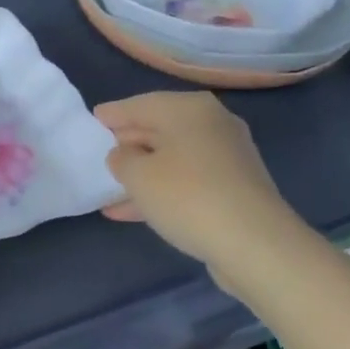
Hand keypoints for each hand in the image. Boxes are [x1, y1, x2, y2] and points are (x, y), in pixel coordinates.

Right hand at [96, 91, 306, 292]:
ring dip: (143, 173)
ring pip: (173, 158)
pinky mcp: (235, 187)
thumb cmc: (188, 196)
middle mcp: (211, 123)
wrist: (256, 244)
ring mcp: (227, 156)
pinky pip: (188, 181)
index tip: (93, 119)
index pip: (140, 104)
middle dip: (129, 143)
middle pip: (160, 128)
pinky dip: (163, 190)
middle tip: (102, 152)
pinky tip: (134, 211)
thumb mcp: (138, 175)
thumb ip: (121, 159)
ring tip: (110, 189)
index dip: (113, 114)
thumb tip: (124, 154)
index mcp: (188, 108)